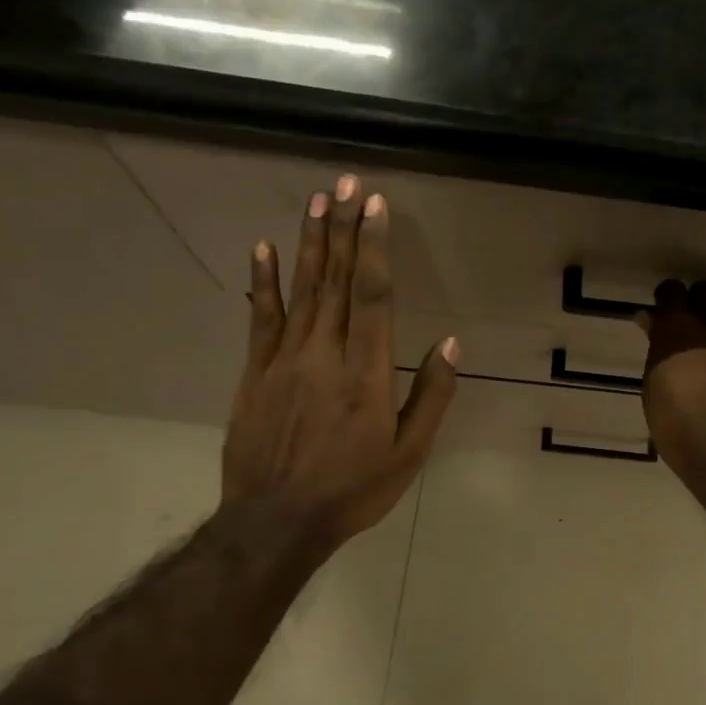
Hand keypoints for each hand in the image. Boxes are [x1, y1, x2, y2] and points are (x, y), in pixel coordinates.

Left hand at [222, 173, 456, 542]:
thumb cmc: (353, 487)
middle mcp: (324, 353)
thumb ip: (431, 394)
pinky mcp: (256, 372)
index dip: (374, 248)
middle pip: (337, 281)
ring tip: (317, 200)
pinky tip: (264, 248)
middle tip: (348, 183)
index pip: (372, 295)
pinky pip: (261, 318)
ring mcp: (284, 360)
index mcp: (365, 371)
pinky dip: (263, 281)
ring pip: (301, 289)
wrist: (276, 521)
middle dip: (344, 229)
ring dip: (311, 242)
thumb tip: (449, 343)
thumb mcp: (409, 452)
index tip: (376, 207)